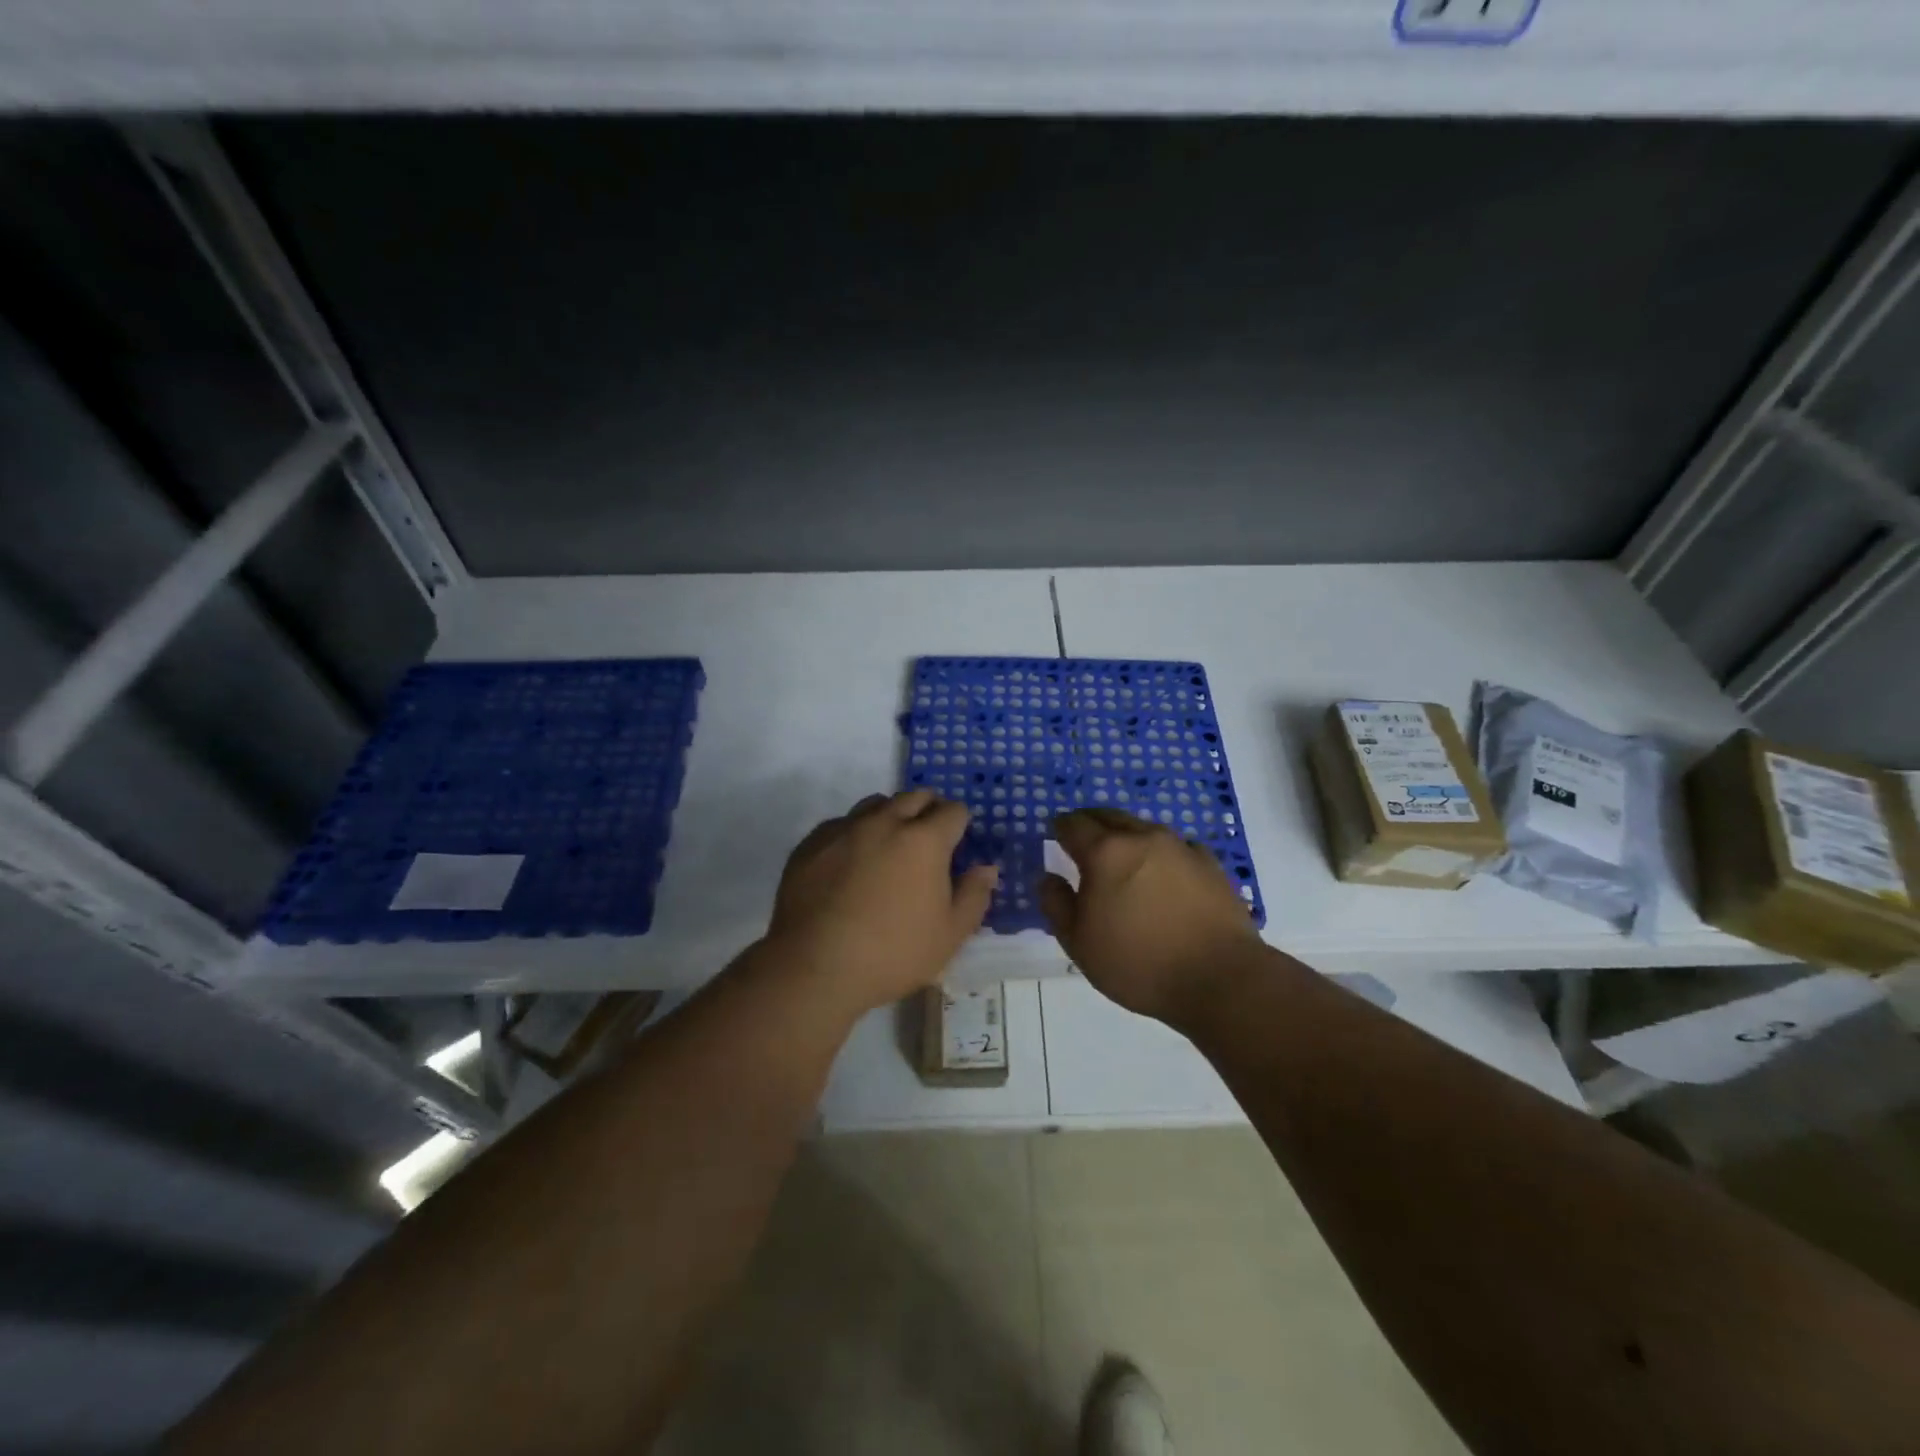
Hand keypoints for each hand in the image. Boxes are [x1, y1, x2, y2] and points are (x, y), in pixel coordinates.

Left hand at [765, 790, 998, 1017]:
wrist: (814, 966)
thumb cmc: (892, 953)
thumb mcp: (950, 935)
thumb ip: (974, 896)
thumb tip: (987, 869)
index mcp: (924, 840)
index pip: (953, 811)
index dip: (960, 824)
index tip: (958, 842)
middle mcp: (885, 822)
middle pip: (915, 796)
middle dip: (929, 810)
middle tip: (929, 838)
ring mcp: (844, 829)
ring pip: (875, 803)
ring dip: (891, 815)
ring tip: (890, 845)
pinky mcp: (812, 843)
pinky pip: (841, 824)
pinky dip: (854, 833)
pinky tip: (850, 862)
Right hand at [1039, 808, 1263, 1027]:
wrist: (1220, 978)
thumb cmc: (1139, 963)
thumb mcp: (1080, 944)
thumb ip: (1056, 905)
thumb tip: (1048, 878)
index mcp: (1105, 853)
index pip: (1073, 824)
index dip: (1060, 827)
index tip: (1055, 834)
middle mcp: (1142, 838)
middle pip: (1109, 816)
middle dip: (1091, 822)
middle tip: (1083, 837)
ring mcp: (1180, 847)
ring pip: (1144, 828)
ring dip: (1127, 835)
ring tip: (1122, 857)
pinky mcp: (1210, 863)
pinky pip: (1177, 847)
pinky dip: (1162, 853)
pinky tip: (1164, 873)